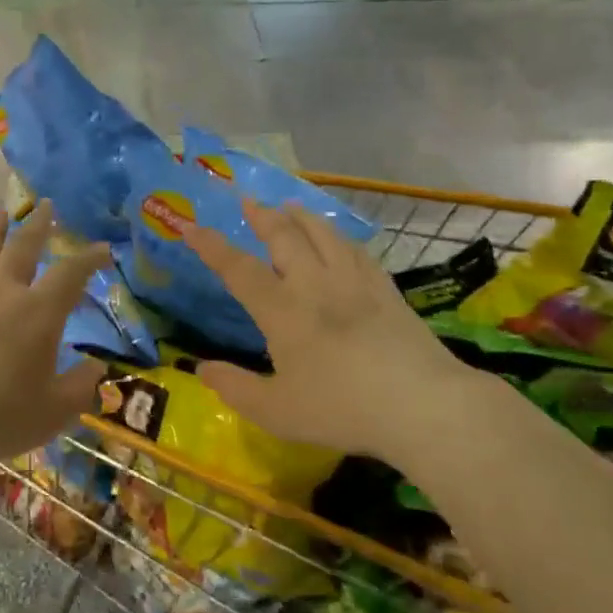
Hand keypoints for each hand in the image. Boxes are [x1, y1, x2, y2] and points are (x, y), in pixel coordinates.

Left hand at [0, 200, 106, 467]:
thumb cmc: (0, 419)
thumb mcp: (55, 411)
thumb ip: (81, 386)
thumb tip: (98, 367)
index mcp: (38, 314)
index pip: (71, 275)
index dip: (89, 258)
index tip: (102, 248)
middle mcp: (1, 293)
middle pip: (22, 248)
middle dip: (38, 226)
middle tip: (46, 206)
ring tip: (0, 215)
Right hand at [183, 201, 482, 460]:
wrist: (422, 404)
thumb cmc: (342, 409)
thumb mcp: (276, 411)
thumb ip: (234, 388)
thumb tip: (200, 369)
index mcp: (282, 310)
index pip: (238, 269)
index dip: (212, 246)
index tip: (191, 227)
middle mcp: (314, 285)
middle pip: (284, 238)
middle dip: (262, 217)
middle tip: (249, 201)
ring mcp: (354, 282)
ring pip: (323, 235)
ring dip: (302, 217)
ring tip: (290, 206)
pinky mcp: (386, 290)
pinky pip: (357, 251)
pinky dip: (340, 237)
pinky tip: (340, 238)